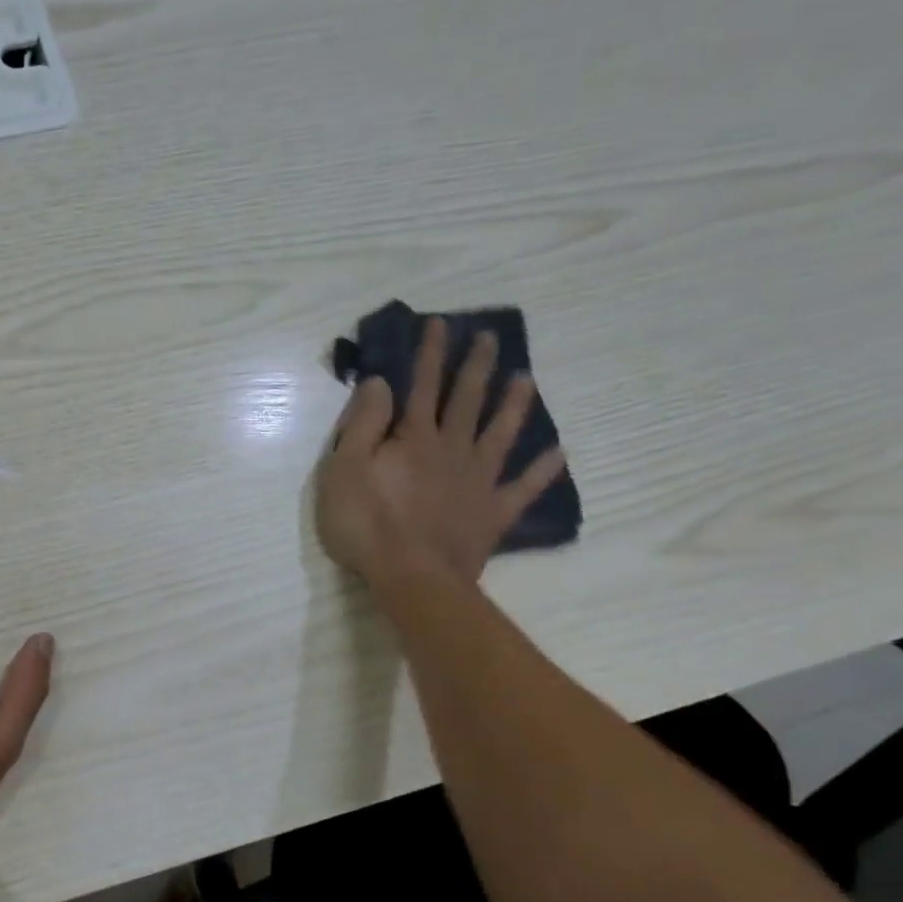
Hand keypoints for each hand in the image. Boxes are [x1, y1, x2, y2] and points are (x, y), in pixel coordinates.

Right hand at [317, 318, 565, 600]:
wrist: (412, 577)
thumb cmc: (366, 524)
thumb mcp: (344, 470)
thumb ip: (363, 424)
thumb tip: (381, 382)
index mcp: (413, 439)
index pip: (421, 386)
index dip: (429, 354)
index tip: (439, 324)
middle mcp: (451, 450)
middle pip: (466, 401)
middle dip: (475, 367)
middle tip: (489, 337)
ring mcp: (477, 481)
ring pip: (500, 434)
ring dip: (513, 405)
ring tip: (526, 379)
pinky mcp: (492, 513)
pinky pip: (523, 487)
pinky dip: (542, 470)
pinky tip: (559, 454)